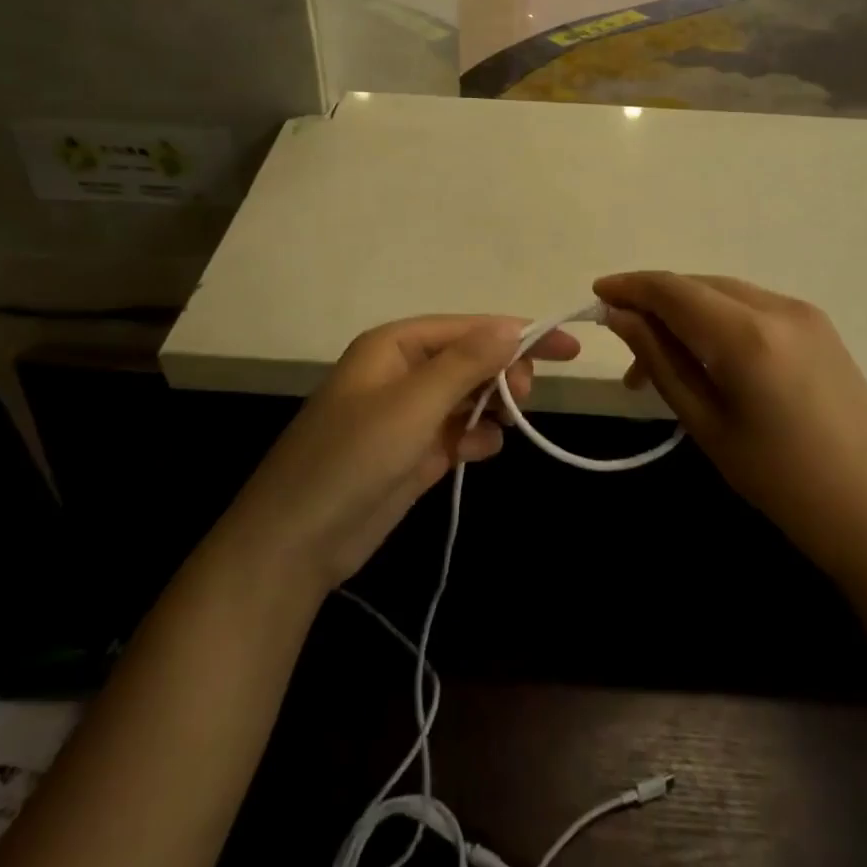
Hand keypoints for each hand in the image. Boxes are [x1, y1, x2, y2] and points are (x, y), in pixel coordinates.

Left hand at [224, 316, 579, 593]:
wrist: (298, 540)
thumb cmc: (354, 456)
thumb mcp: (413, 403)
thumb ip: (466, 363)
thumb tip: (511, 327)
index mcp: (396, 346)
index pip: (469, 328)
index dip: (519, 333)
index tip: (568, 347)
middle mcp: (402, 372)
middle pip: (471, 359)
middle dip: (503, 373)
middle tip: (524, 397)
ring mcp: (408, 415)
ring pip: (469, 396)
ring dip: (493, 406)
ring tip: (508, 423)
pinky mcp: (413, 453)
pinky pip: (459, 432)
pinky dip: (475, 438)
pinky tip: (478, 451)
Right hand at [594, 272, 866, 576]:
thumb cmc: (779, 480)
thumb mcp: (706, 422)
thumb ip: (660, 360)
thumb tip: (619, 316)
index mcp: (747, 335)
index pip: (673, 289)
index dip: (630, 286)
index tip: (597, 295)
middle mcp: (778, 308)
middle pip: (698, 285)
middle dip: (655, 305)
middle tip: (627, 351)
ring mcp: (805, 313)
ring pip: (725, 293)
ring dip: (686, 314)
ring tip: (662, 363)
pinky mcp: (820, 326)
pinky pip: (752, 306)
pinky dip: (718, 320)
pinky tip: (708, 357)